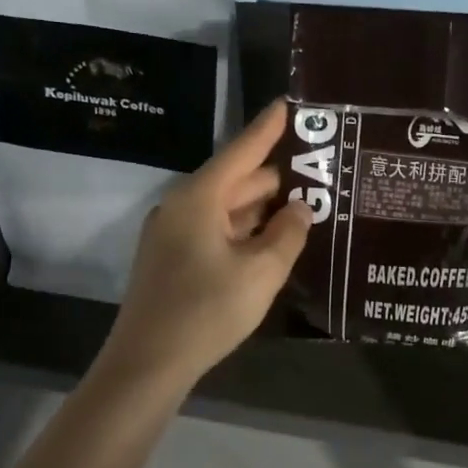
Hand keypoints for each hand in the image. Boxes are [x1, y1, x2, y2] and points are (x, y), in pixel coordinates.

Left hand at [96, 100, 310, 390]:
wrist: (147, 364)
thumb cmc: (206, 310)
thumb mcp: (261, 271)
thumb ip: (288, 234)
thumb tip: (301, 210)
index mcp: (199, 198)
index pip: (242, 151)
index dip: (269, 128)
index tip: (290, 103)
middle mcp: (182, 206)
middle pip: (236, 180)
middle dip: (277, 176)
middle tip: (320, 171)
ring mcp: (173, 234)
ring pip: (227, 208)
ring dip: (263, 207)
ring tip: (307, 204)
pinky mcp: (172, 259)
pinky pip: (216, 230)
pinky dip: (245, 229)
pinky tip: (273, 239)